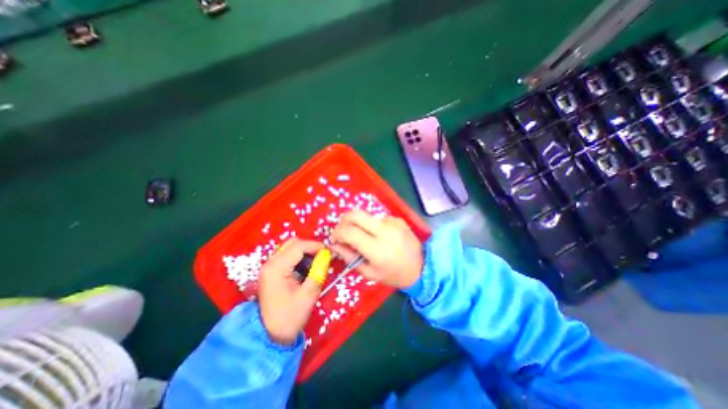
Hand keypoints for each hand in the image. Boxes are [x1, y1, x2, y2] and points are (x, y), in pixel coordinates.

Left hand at [255, 238, 323, 345]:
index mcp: (276, 268)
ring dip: (304, 251)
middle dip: (309, 247)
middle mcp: (270, 263)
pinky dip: (298, 257)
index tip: (329, 252)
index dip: (316, 246)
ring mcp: (269, 266)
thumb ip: (318, 271)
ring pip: (289, 247)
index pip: (298, 246)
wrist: (270, 335)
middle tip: (322, 257)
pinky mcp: (271, 271)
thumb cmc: (290, 316)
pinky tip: (305, 269)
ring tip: (315, 263)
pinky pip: (287, 255)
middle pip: (292, 243)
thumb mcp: (309, 294)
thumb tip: (326, 254)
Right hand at [332, 210, 428, 287]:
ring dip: (360, 224)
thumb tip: (334, 243)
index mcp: (377, 249)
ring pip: (366, 216)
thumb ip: (349, 257)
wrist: (422, 268)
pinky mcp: (398, 219)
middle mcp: (385, 231)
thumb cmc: (393, 275)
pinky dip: (373, 226)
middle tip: (343, 231)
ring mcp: (393, 222)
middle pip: (355, 214)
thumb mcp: (369, 272)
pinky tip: (381, 236)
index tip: (334, 238)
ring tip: (366, 238)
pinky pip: (378, 218)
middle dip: (343, 220)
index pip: (349, 231)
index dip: (336, 232)